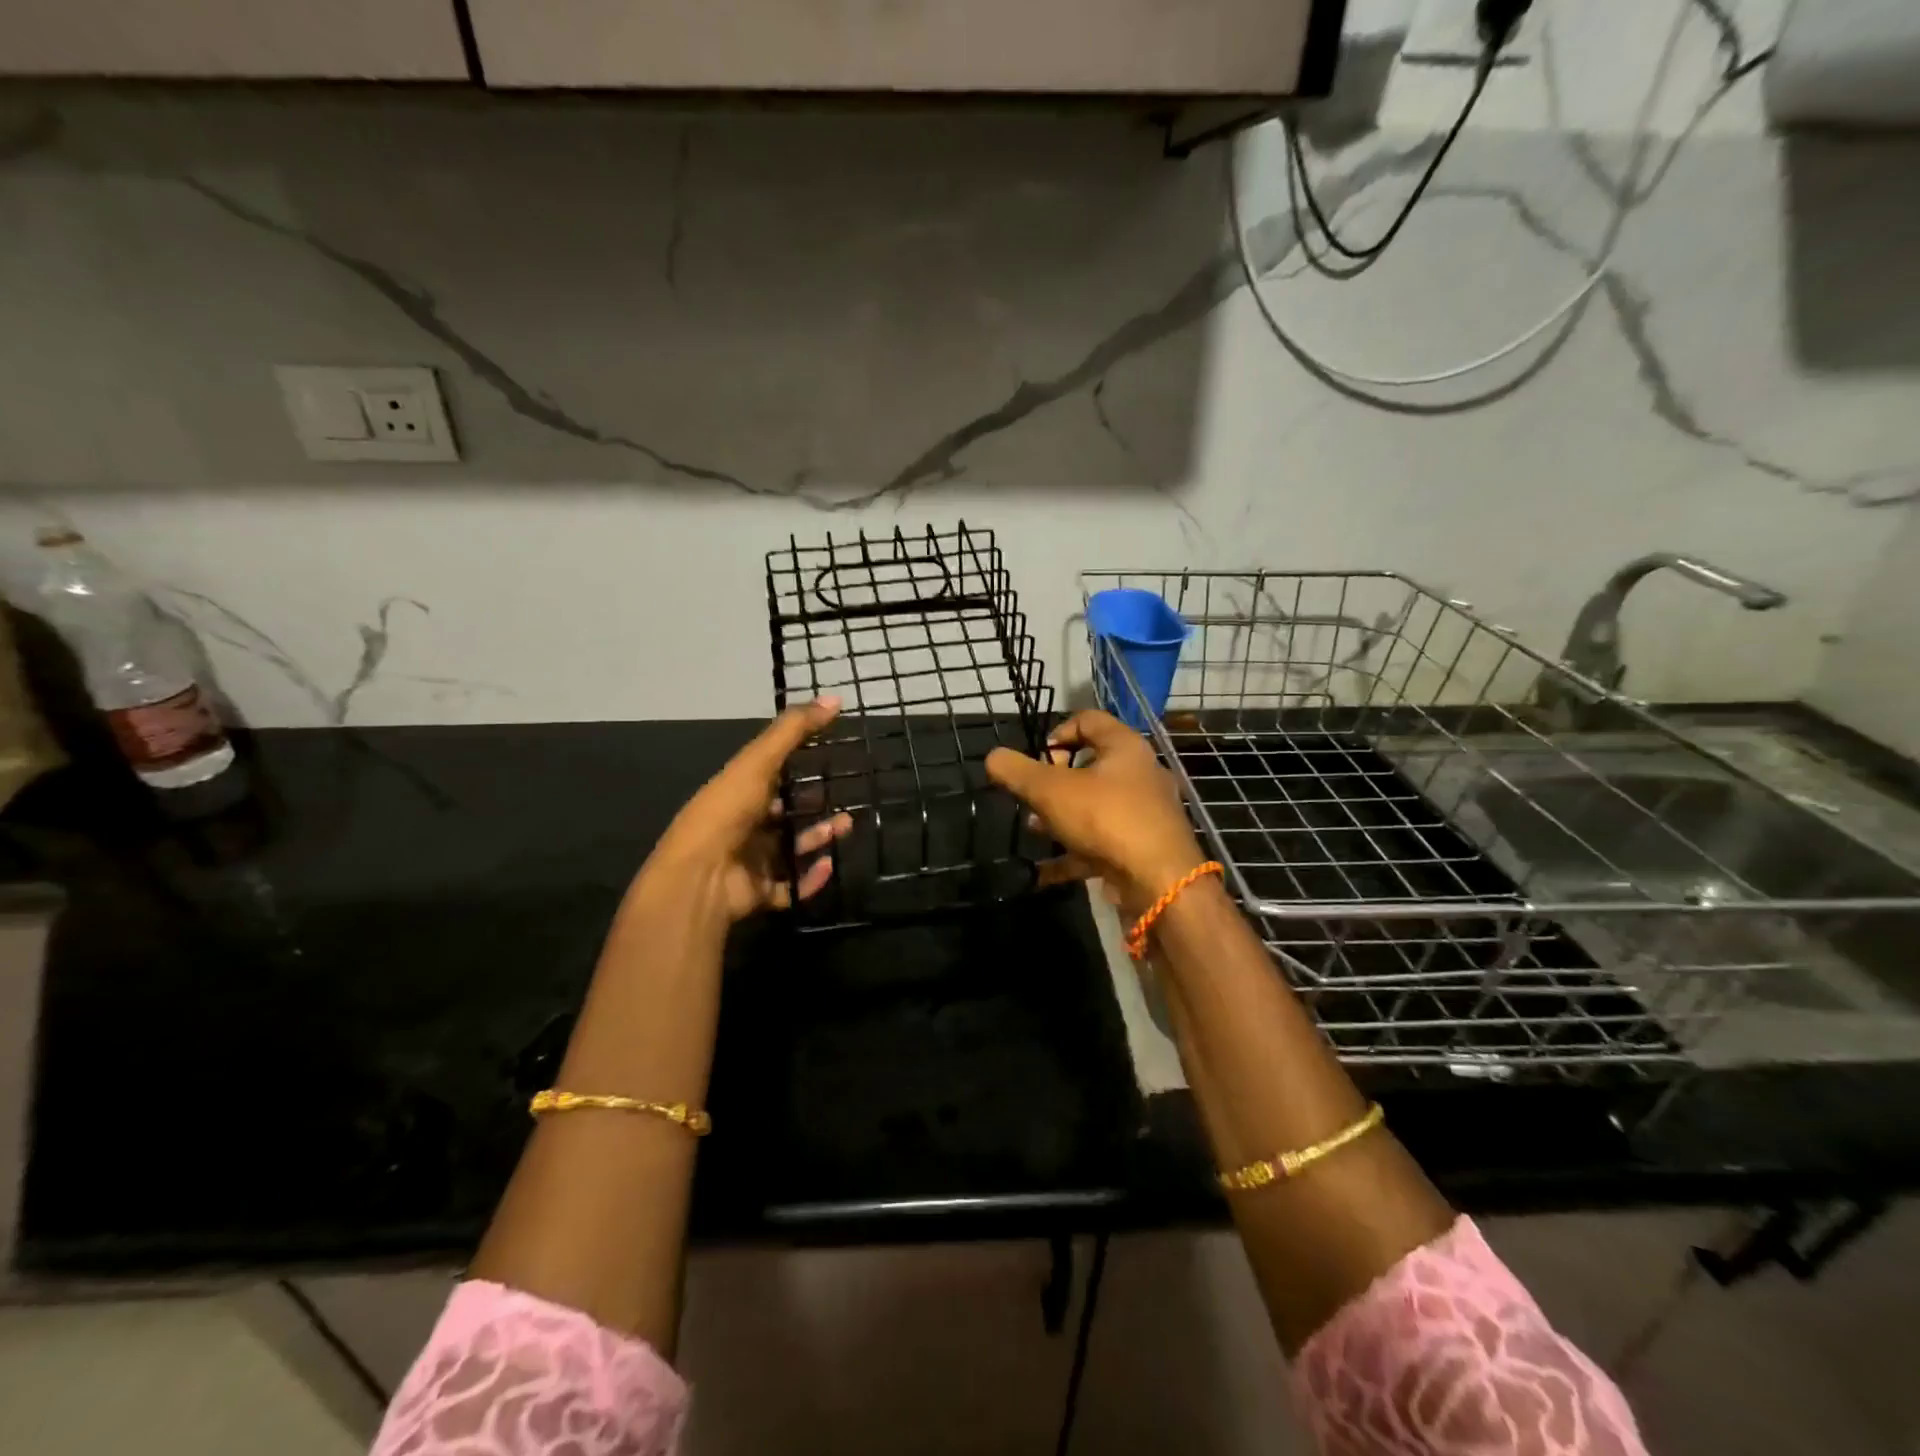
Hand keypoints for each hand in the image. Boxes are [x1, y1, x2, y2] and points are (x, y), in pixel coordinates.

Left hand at [644, 696, 853, 922]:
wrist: (701, 876)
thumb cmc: (728, 811)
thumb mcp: (759, 762)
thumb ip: (794, 730)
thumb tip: (834, 698)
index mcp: (737, 793)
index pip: (770, 777)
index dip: (797, 768)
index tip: (829, 758)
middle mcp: (743, 826)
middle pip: (784, 815)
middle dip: (815, 807)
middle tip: (844, 799)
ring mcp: (750, 862)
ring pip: (791, 849)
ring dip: (819, 838)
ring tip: (846, 826)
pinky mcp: (759, 893)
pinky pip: (791, 887)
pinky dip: (811, 878)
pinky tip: (828, 864)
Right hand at [985, 709, 1207, 914]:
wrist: (1160, 882)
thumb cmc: (1106, 819)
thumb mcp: (1050, 790)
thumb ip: (1017, 771)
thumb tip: (993, 757)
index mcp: (1125, 747)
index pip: (1088, 720)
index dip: (1057, 732)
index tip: (1037, 758)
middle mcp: (1140, 774)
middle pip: (1091, 765)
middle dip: (1054, 781)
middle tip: (1032, 796)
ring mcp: (1144, 814)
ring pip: (1094, 806)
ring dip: (1061, 816)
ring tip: (1034, 829)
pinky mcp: (1141, 848)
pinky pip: (1100, 844)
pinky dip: (1072, 854)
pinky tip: (1042, 873)